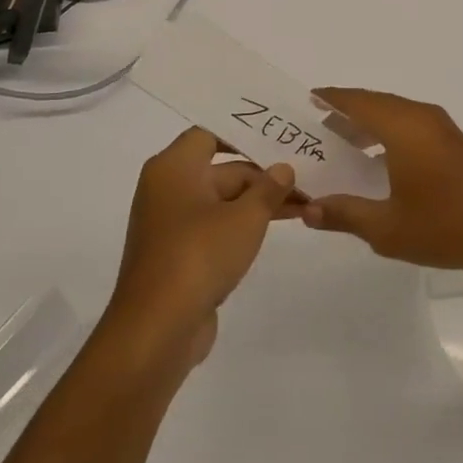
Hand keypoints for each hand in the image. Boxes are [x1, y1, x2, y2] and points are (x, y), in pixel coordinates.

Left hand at [105, 128, 300, 367]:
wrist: (157, 329)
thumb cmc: (199, 255)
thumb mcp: (246, 217)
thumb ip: (268, 188)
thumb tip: (283, 169)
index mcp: (174, 168)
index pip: (210, 133)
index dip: (244, 134)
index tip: (278, 138)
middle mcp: (167, 188)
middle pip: (220, 169)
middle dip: (261, 175)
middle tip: (305, 178)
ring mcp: (170, 224)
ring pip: (220, 200)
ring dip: (256, 202)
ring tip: (302, 204)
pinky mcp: (177, 254)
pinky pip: (213, 227)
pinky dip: (241, 226)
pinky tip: (274, 230)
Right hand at [300, 88, 462, 278]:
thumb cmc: (443, 226)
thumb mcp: (385, 228)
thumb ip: (344, 214)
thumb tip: (307, 209)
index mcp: (403, 127)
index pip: (358, 102)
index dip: (331, 99)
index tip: (307, 99)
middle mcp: (422, 117)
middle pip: (376, 103)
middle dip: (347, 113)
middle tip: (317, 129)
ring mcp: (442, 128)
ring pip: (396, 113)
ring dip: (369, 123)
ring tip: (343, 145)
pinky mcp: (454, 143)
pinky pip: (412, 124)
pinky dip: (389, 132)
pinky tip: (380, 160)